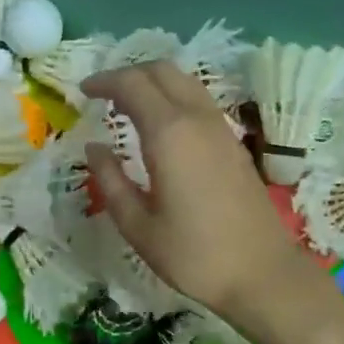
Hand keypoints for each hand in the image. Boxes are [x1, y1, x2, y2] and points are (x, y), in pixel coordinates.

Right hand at [80, 62, 330, 333]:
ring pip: (185, 82)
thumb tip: (94, 148)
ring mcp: (221, 129)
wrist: (261, 272)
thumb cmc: (192, 254)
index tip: (82, 91)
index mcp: (169, 134)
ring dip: (154, 83)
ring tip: (128, 106)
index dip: (104, 81)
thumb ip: (111, 181)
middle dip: (128, 73)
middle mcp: (197, 120)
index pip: (132, 85)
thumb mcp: (138, 225)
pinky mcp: (234, 144)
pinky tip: (160, 127)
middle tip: (103, 94)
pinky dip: (173, 99)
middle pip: (162, 71)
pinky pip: (199, 102)